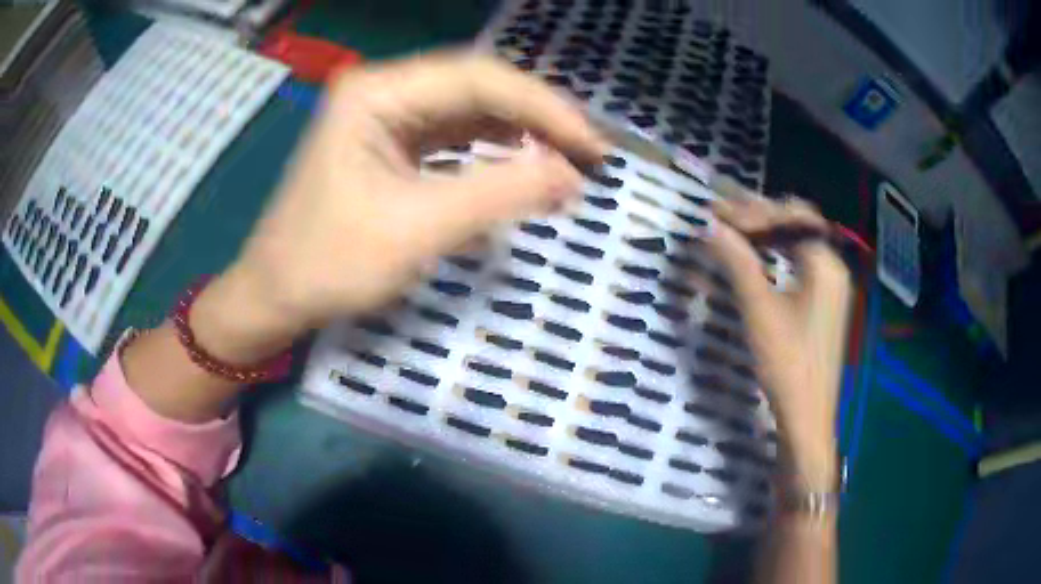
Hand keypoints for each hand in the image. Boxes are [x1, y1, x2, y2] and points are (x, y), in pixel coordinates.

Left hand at [213, 53, 606, 351]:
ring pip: (468, 109)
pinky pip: (451, 134)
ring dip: (518, 131)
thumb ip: (499, 194)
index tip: (592, 146)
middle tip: (587, 152)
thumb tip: (572, 176)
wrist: (275, 295)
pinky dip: (490, 148)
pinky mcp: (388, 143)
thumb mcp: (417, 230)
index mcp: (376, 93)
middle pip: (476, 87)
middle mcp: (382, 91)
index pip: (479, 79)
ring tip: (564, 157)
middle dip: (536, 117)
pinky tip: (519, 160)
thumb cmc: (329, 264)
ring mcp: (383, 116)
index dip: (544, 107)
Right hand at [706, 193, 852, 488]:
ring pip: (800, 242)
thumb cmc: (787, 364)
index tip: (716, 214)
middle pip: (798, 224)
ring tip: (734, 228)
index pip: (790, 218)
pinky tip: (757, 256)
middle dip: (762, 214)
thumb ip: (737, 262)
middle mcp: (833, 267)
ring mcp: (831, 285)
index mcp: (825, 265)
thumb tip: (709, 226)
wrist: (807, 415)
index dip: (752, 211)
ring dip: (768, 231)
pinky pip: (801, 262)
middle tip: (724, 214)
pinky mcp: (824, 302)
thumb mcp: (759, 311)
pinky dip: (778, 252)